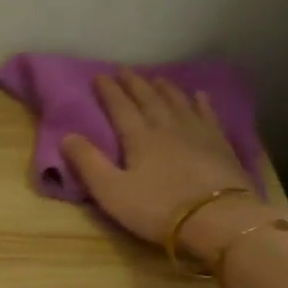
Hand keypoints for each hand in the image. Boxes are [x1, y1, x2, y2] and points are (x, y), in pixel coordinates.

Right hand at [62, 69, 283, 264]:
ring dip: (165, 89)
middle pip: (149, 99)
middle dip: (134, 84)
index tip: (99, 76)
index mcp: (139, 137)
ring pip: (178, 102)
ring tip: (157, 78)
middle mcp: (167, 127)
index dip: (108, 91)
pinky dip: (201, 103)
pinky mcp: (220, 144)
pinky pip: (208, 115)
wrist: (218, 218)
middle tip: (124, 70)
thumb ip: (88, 163)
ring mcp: (197, 133)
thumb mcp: (112, 192)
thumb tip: (67, 136)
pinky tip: (199, 96)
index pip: (120, 107)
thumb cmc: (158, 208)